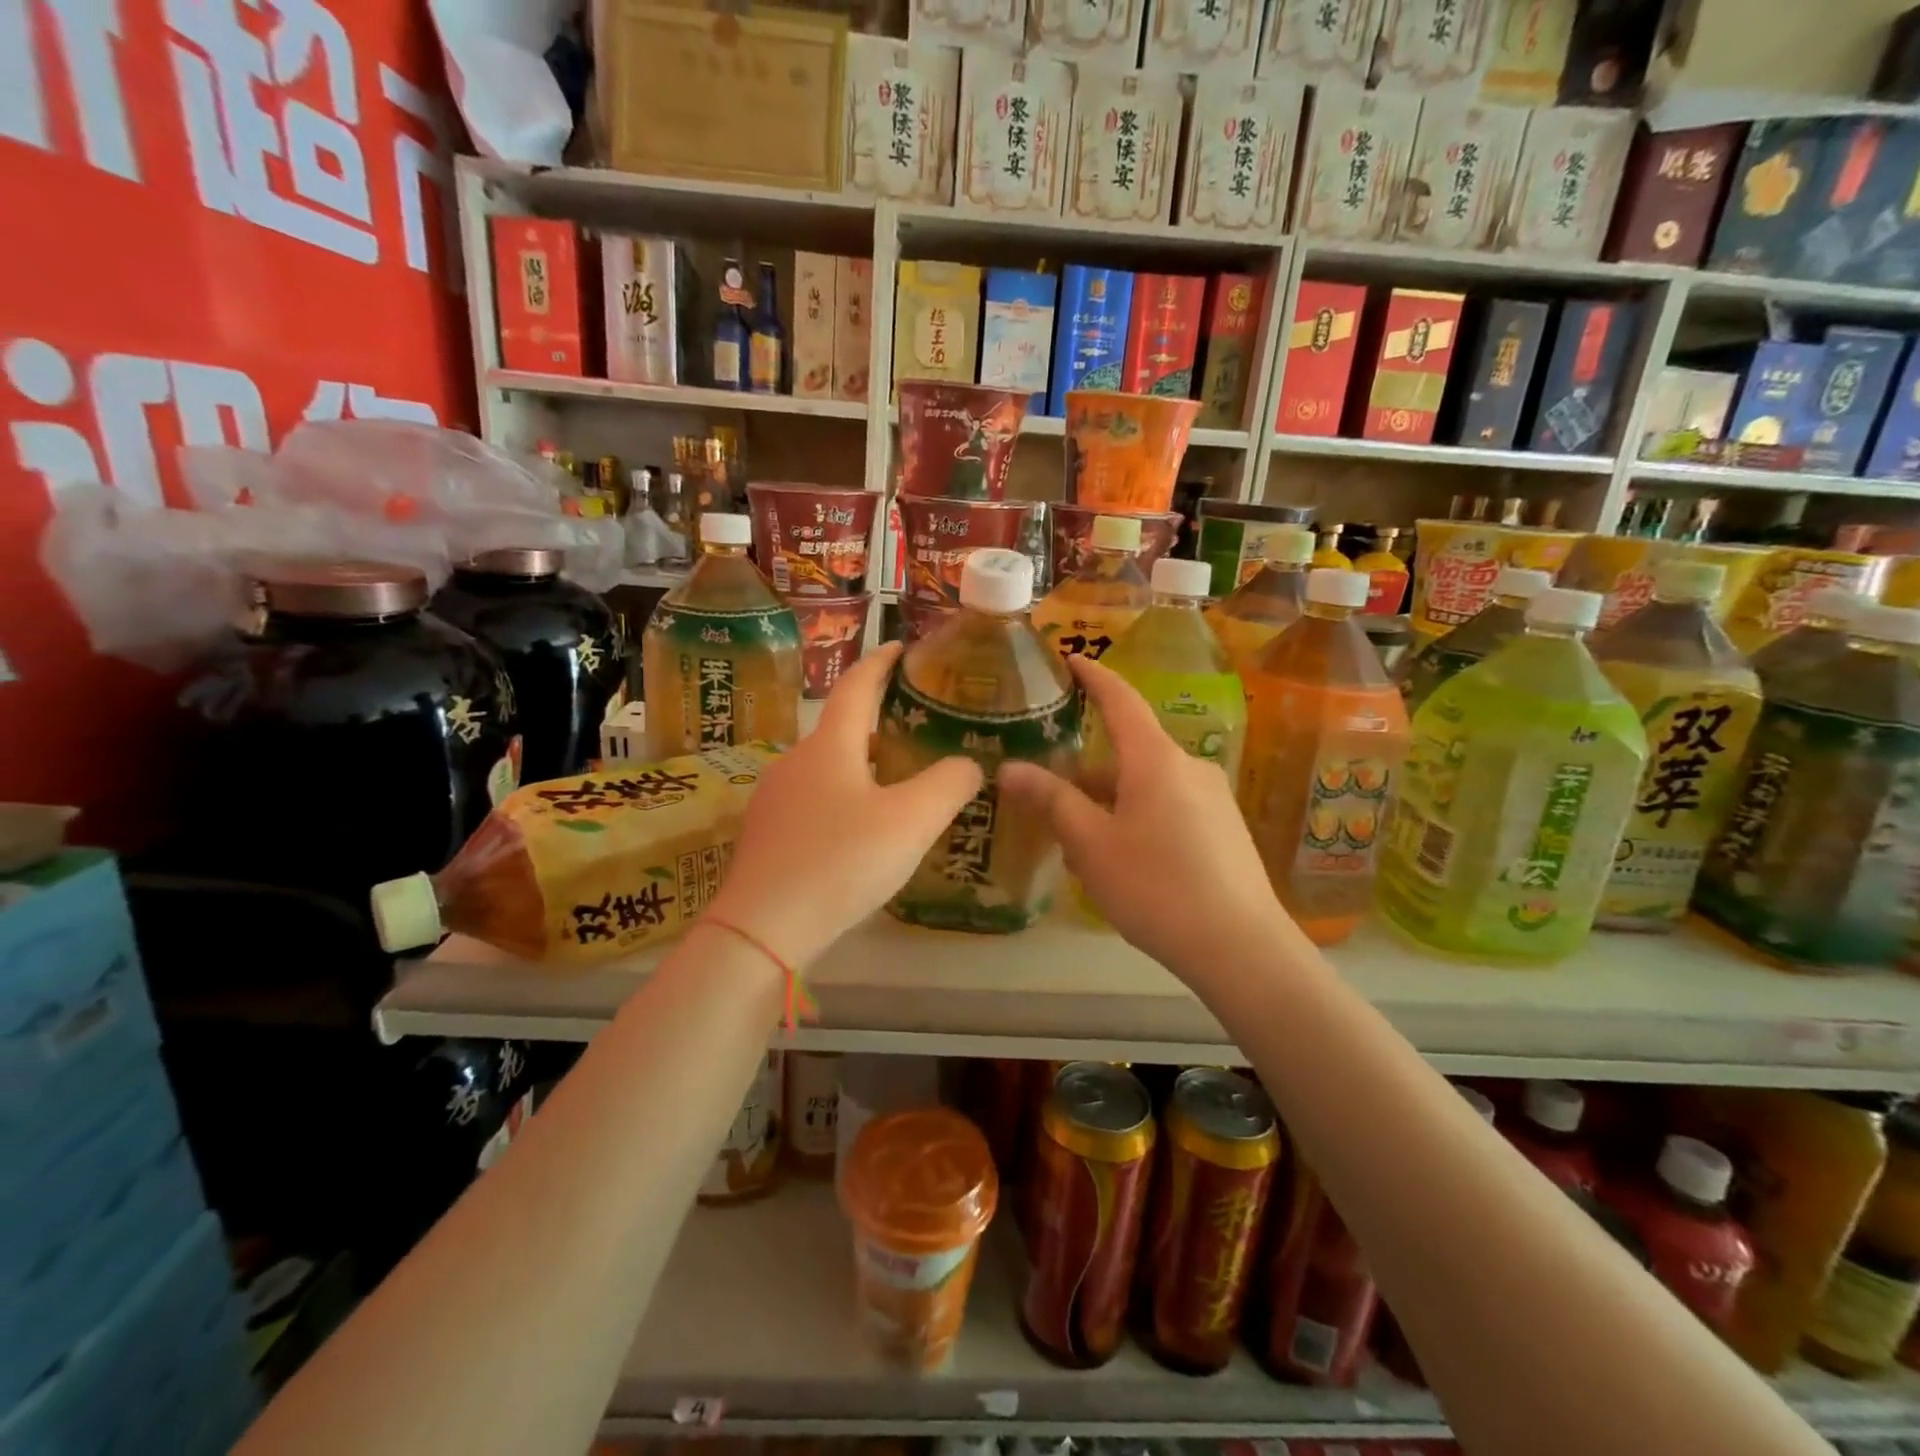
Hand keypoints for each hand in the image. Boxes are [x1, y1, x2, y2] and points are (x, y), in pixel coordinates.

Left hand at [706, 642, 982, 967]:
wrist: (763, 929)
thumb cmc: (842, 862)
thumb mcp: (911, 822)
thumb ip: (948, 785)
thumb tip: (968, 764)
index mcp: (830, 746)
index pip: (857, 686)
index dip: (881, 662)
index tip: (900, 647)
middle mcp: (796, 761)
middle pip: (841, 728)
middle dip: (877, 721)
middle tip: (917, 727)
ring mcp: (775, 798)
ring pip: (827, 767)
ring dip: (861, 764)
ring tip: (897, 781)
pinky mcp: (767, 834)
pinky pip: (813, 799)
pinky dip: (843, 796)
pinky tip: (860, 829)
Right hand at [997, 656, 1297, 977]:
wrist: (1240, 948)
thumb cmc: (1156, 886)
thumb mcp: (1091, 844)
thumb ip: (1051, 800)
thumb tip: (1009, 768)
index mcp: (1155, 759)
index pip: (1120, 700)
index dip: (1093, 676)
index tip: (1070, 658)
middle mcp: (1188, 767)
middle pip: (1128, 753)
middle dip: (1087, 772)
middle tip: (1048, 798)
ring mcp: (1212, 798)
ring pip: (1146, 787)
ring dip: (1109, 804)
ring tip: (1078, 848)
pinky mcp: (1223, 829)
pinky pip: (1169, 808)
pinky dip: (1137, 820)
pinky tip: (1122, 864)